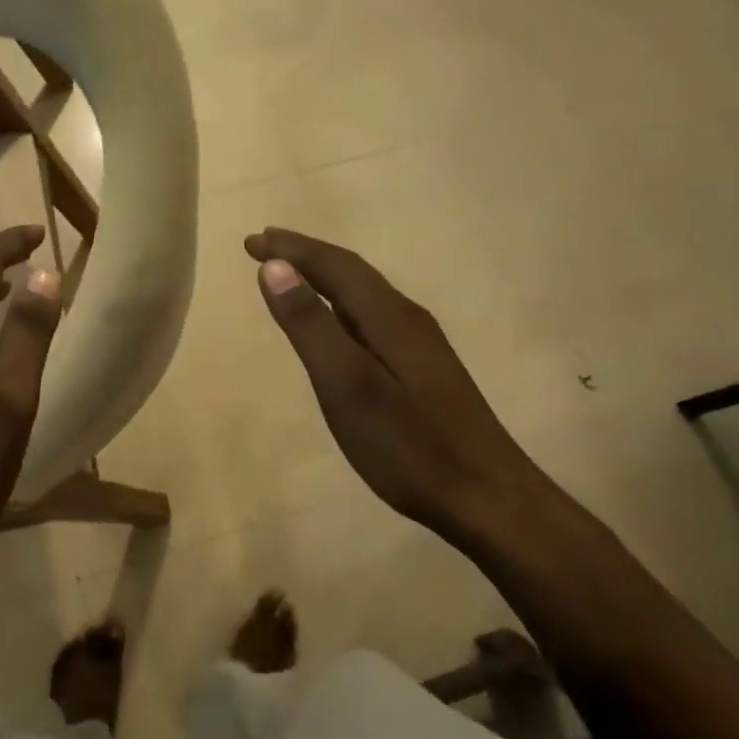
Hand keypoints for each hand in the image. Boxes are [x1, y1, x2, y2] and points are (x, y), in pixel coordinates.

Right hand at [244, 227, 565, 553]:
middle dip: (305, 255)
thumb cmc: (408, 445)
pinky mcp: (424, 368)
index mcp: (388, 316)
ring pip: (364, 293)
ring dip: (324, 277)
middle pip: (351, 272)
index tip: (251, 241)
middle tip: (262, 247)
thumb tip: (274, 268)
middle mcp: (407, 318)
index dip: (291, 249)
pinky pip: (372, 316)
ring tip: (290, 274)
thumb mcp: (346, 385)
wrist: (488, 498)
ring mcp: (420, 344)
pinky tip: (336, 323)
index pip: (334, 266)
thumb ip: (310, 325)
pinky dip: (341, 304)